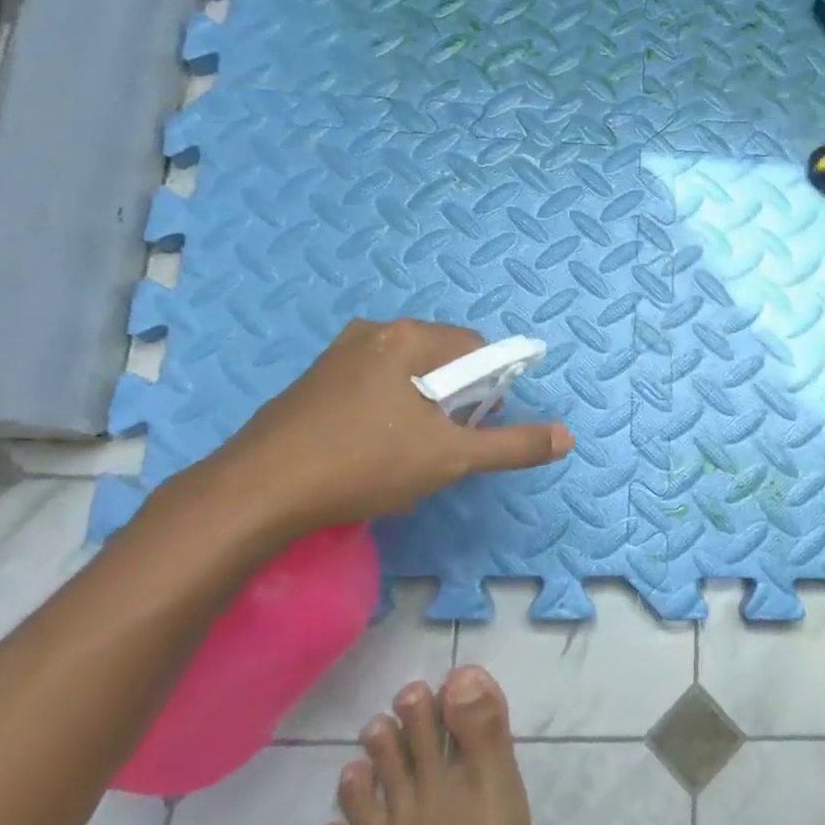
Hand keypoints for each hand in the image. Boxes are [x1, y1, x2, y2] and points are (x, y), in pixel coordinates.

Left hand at [188, 319, 573, 542]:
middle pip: (443, 359)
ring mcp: (339, 354)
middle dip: (456, 400)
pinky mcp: (315, 380)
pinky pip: (374, 384)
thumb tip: (567, 437)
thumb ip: (512, 445)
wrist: (256, 492)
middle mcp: (374, 332)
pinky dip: (389, 410)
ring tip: (407, 453)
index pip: (477, 348)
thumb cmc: (364, 464)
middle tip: (442, 445)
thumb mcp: (450, 459)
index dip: (489, 390)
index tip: (474, 430)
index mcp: (408, 338)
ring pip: (407, 374)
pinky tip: (372, 450)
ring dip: (423, 407)